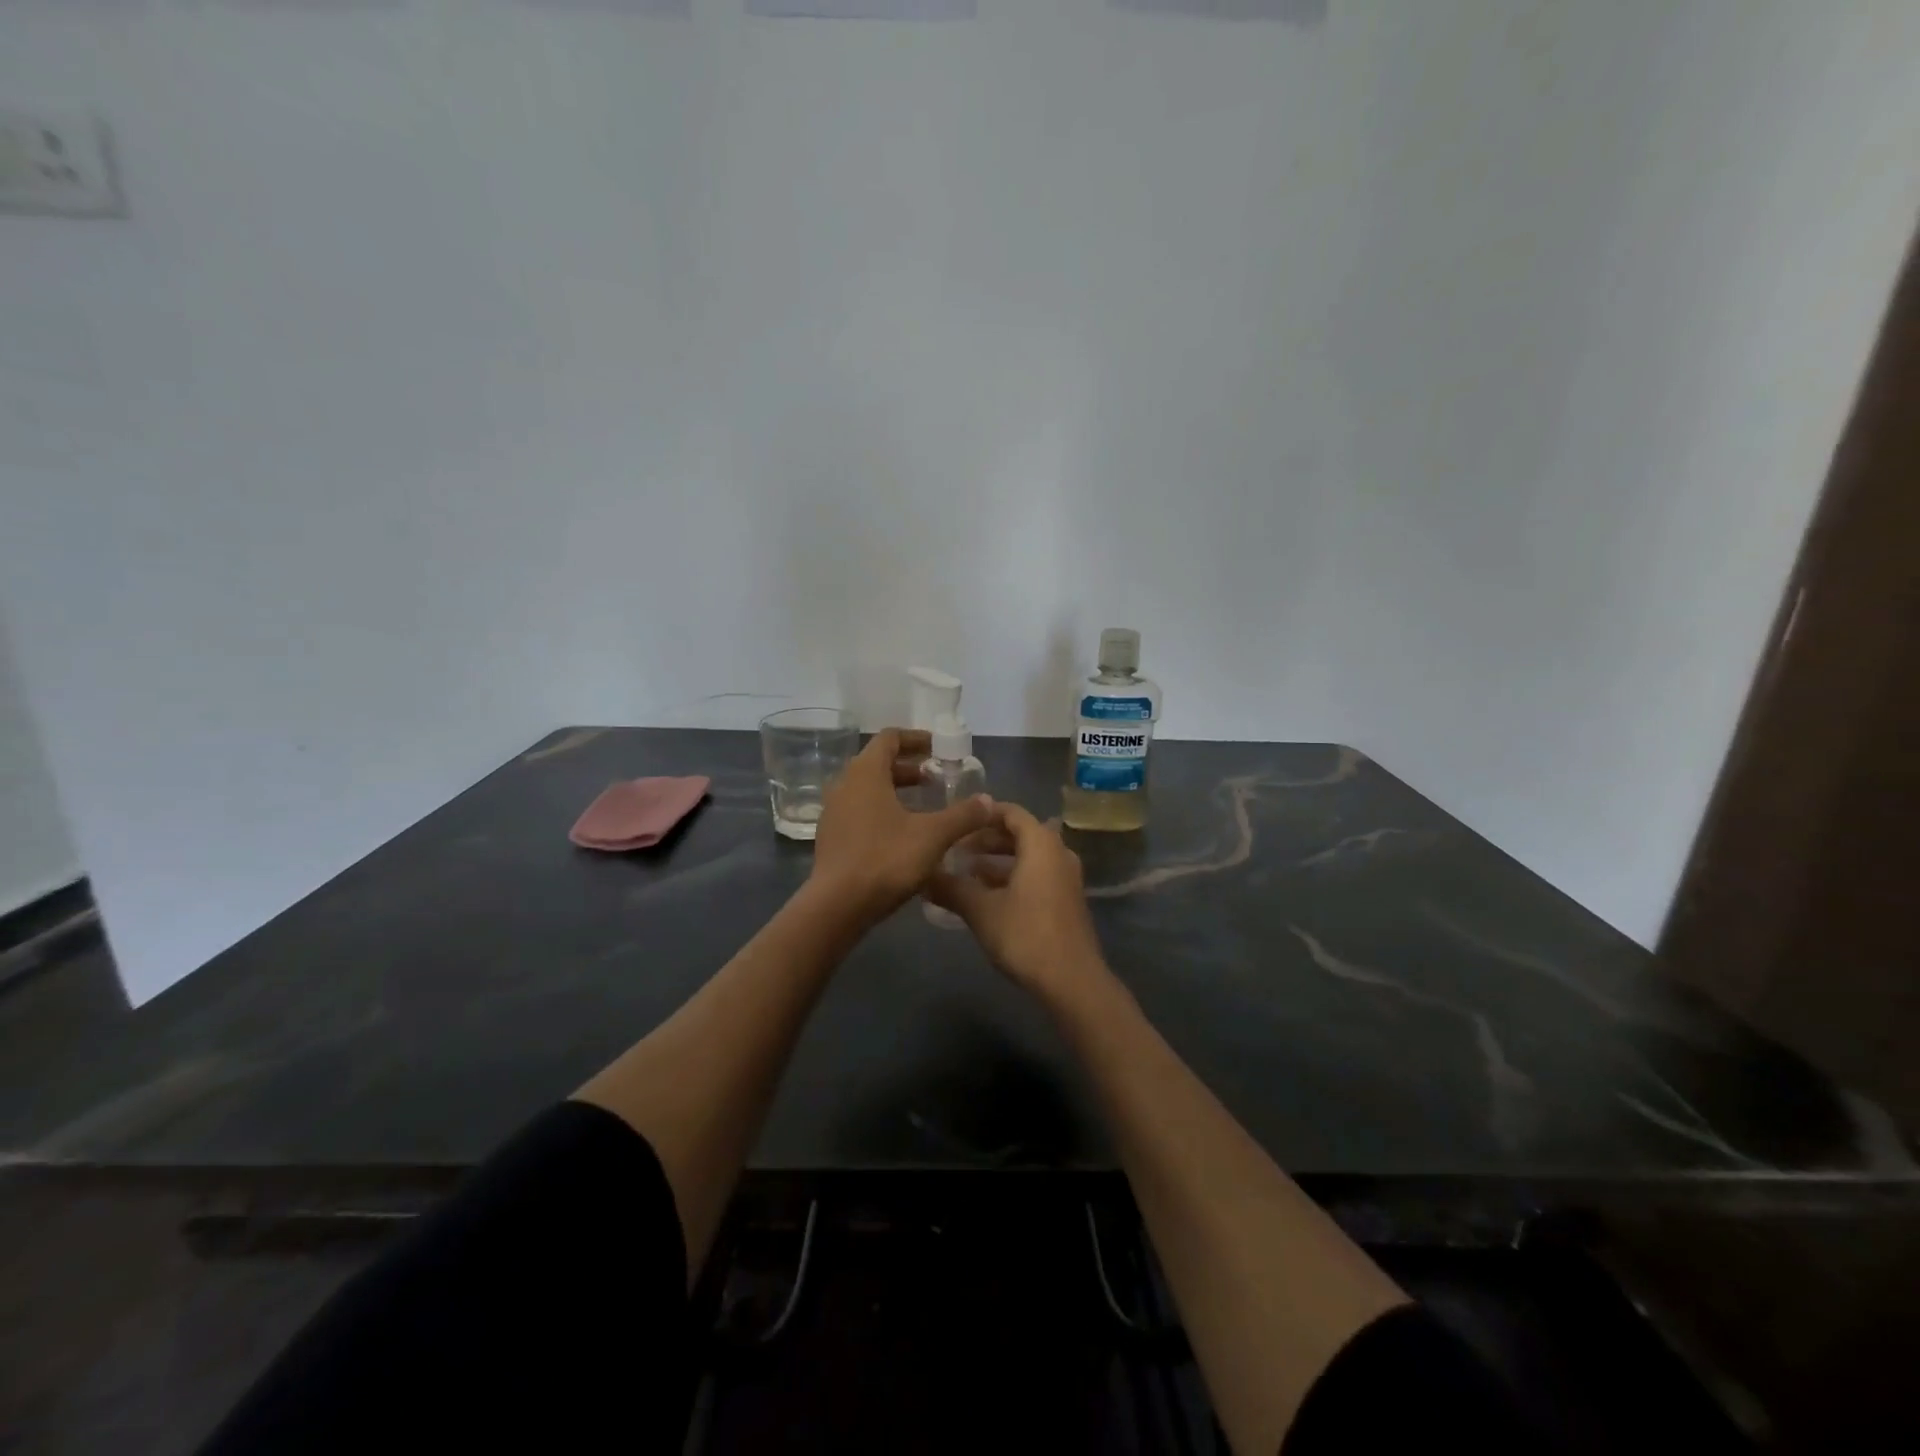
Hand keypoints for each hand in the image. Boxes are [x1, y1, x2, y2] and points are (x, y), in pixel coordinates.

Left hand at [809, 728, 994, 926]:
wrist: (837, 906)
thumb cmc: (885, 859)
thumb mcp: (933, 836)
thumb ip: (963, 815)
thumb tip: (989, 801)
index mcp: (865, 773)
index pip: (889, 738)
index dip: (916, 739)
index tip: (939, 748)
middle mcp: (844, 785)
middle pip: (877, 763)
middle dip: (909, 767)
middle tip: (936, 778)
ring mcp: (834, 812)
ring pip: (868, 789)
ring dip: (896, 790)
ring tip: (924, 805)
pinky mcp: (831, 837)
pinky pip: (859, 811)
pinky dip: (882, 811)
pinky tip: (903, 833)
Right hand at [926, 803, 1111, 1008]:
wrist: (1071, 980)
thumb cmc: (1025, 934)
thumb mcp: (981, 909)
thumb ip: (951, 888)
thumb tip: (922, 876)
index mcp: (1041, 844)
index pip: (1011, 812)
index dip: (982, 814)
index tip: (956, 822)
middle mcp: (1058, 853)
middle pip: (1020, 833)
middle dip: (986, 839)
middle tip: (955, 849)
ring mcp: (1066, 878)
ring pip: (1028, 857)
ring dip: (998, 861)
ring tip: (965, 872)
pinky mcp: (1066, 901)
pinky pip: (1036, 875)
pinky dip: (1012, 877)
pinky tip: (988, 896)